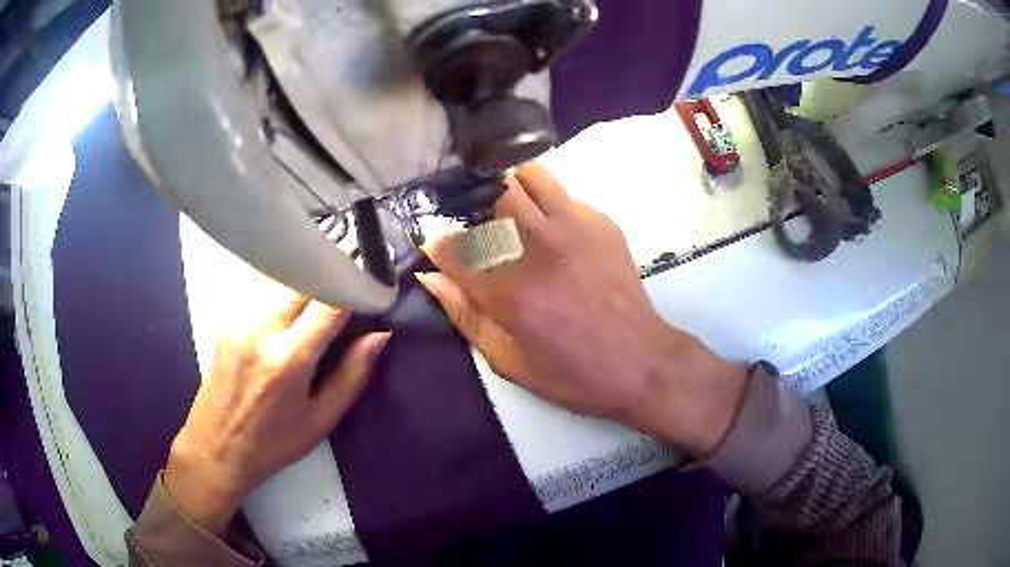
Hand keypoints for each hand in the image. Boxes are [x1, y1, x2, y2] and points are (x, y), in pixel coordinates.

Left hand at [164, 292, 389, 533]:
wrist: (216, 446)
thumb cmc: (273, 443)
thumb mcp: (321, 419)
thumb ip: (353, 374)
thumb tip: (380, 335)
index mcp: (289, 358)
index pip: (329, 299)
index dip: (356, 287)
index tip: (373, 290)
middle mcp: (261, 327)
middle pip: (304, 275)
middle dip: (332, 276)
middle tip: (348, 290)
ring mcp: (240, 316)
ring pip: (283, 274)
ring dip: (307, 279)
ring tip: (321, 298)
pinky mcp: (228, 315)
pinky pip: (264, 284)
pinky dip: (285, 286)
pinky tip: (291, 307)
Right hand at [418, 164, 746, 456]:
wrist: (642, 362)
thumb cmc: (573, 374)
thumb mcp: (508, 361)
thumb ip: (464, 315)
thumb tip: (431, 277)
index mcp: (508, 290)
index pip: (452, 246)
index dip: (436, 244)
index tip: (436, 247)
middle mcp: (537, 246)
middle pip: (489, 195)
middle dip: (472, 205)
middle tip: (473, 224)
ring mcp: (573, 227)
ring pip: (528, 178)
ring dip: (509, 188)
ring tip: (507, 211)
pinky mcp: (601, 223)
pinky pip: (562, 194)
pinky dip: (545, 202)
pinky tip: (550, 228)